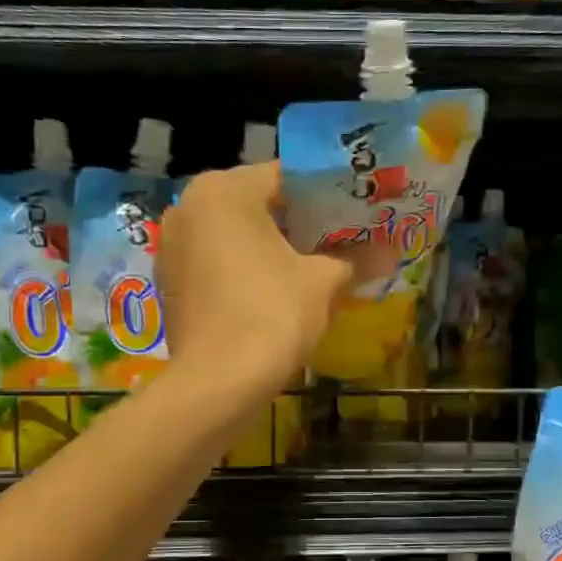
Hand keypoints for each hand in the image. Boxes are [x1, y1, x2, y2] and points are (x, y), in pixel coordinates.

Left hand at [157, 162, 365, 402]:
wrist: (218, 384)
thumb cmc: (271, 315)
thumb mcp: (321, 281)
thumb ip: (353, 258)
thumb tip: (391, 252)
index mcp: (223, 191)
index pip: (286, 176)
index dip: (327, 193)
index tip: (355, 210)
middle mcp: (188, 207)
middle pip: (257, 204)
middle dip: (300, 222)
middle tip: (342, 238)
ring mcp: (173, 247)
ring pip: (235, 235)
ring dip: (272, 247)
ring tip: (314, 265)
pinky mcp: (170, 283)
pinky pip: (216, 263)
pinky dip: (245, 270)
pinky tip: (277, 290)